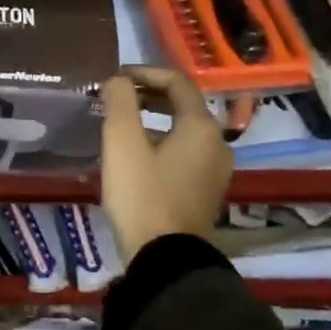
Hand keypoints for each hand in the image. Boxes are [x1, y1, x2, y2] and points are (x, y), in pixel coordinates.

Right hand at [99, 66, 232, 257]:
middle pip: (183, 104)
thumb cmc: (142, 194)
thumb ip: (119, 101)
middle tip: (115, 97)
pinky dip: (161, 141)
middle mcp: (217, 143)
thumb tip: (118, 80)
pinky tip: (136, 154)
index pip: (176, 82)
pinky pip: (185, 152)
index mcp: (201, 126)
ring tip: (121, 124)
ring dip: (153, 119)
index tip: (113, 77)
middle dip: (148, 94)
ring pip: (184, 129)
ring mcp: (215, 170)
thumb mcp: (121, 142)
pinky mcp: (206, 191)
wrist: (165, 257)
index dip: (144, 72)